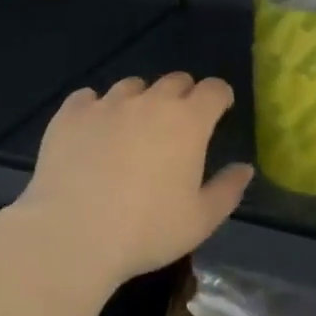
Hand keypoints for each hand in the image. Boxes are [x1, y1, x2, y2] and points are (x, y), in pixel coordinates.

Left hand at [15, 73, 251, 285]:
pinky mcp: (71, 113)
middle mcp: (150, 101)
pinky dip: (96, 108)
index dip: (219, 97)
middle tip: (177, 124)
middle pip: (175, 80)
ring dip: (140, 100)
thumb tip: (244, 168)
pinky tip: (92, 131)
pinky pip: (88, 98)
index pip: (213, 89)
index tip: (219, 110)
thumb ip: (227, 190)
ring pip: (132, 86)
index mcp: (187, 121)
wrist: (72, 235)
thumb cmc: (145, 231)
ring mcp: (107, 103)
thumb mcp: (200, 221)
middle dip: (183, 96)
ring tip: (132, 129)